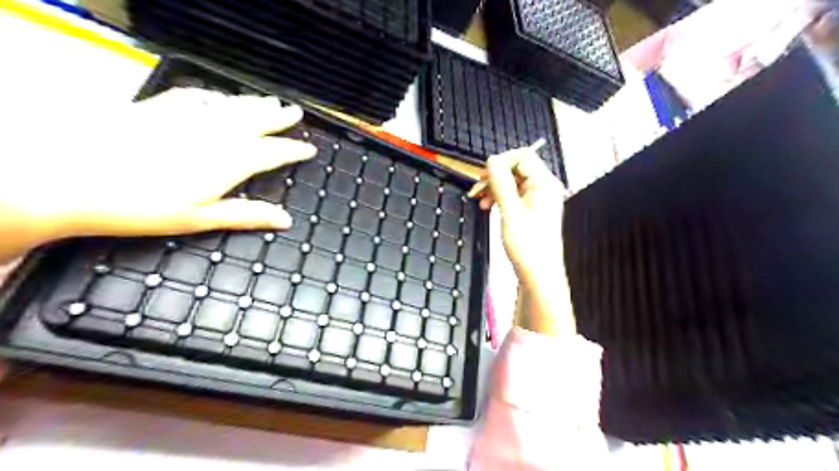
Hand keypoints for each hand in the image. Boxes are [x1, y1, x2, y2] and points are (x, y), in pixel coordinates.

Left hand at [0, 89, 316, 264]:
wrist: (72, 178)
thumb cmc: (143, 205)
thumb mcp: (201, 218)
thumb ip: (247, 214)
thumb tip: (286, 220)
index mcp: (230, 161)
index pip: (273, 152)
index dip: (294, 150)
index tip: (309, 149)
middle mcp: (216, 134)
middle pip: (256, 121)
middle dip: (279, 117)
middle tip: (295, 112)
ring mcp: (188, 117)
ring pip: (231, 106)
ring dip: (254, 103)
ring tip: (270, 100)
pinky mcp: (159, 107)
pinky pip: (197, 96)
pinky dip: (215, 96)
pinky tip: (220, 97)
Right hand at [470, 149, 577, 335]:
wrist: (538, 275)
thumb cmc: (528, 246)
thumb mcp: (510, 212)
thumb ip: (501, 183)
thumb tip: (492, 161)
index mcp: (545, 184)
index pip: (523, 158)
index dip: (501, 161)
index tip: (483, 173)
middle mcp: (544, 188)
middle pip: (517, 169)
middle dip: (495, 176)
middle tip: (477, 188)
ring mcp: (538, 199)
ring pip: (512, 182)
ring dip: (494, 188)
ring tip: (480, 200)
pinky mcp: (531, 210)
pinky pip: (513, 195)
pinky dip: (499, 198)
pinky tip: (488, 206)